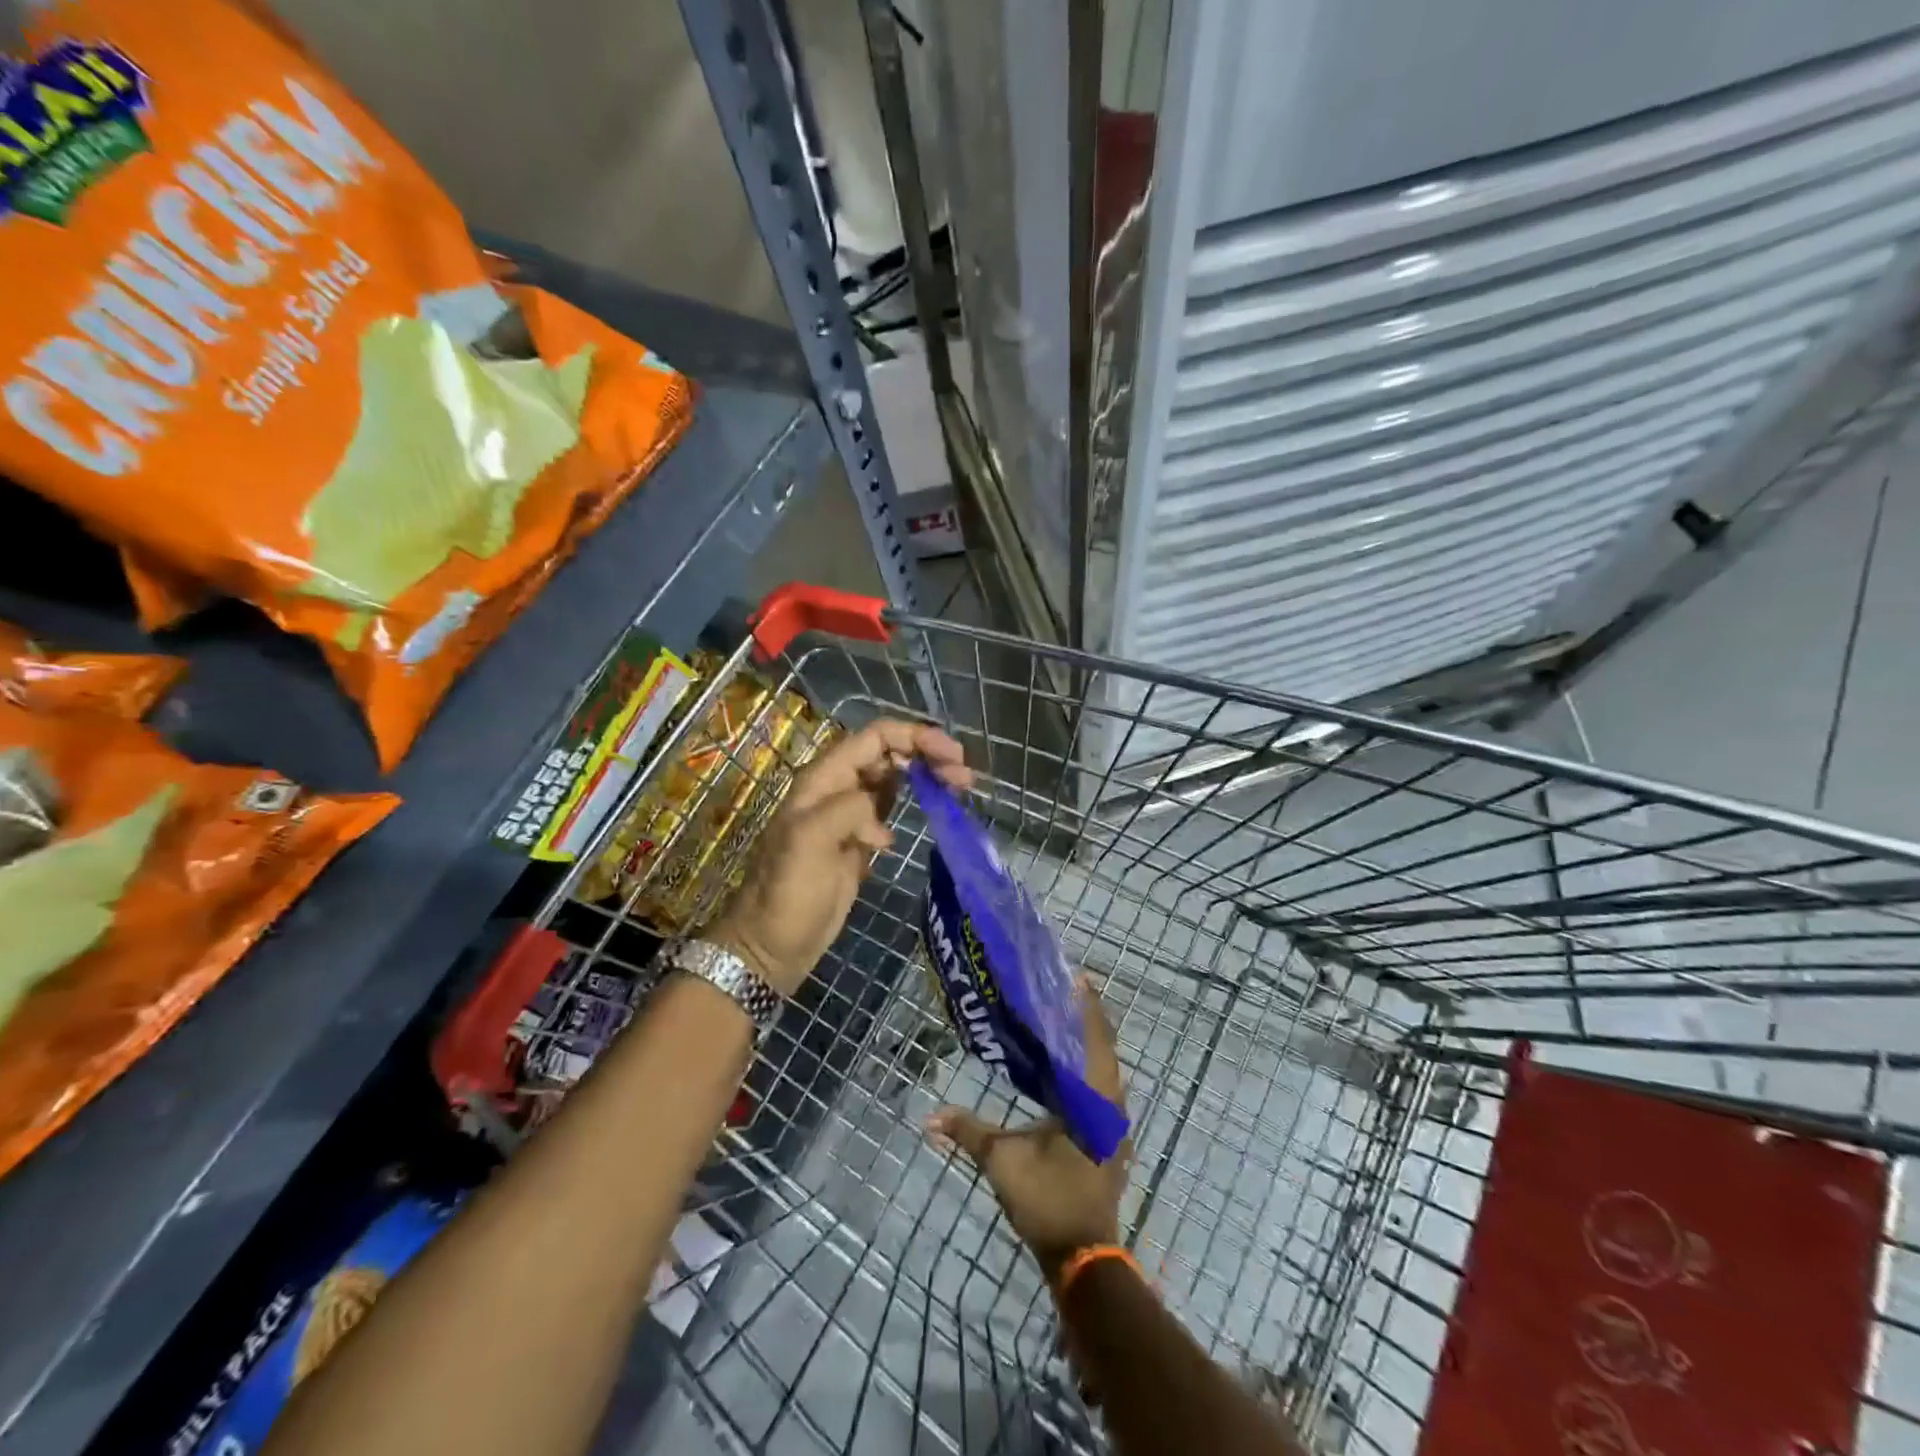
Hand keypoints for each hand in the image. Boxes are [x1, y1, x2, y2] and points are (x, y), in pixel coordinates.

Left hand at [707, 717, 970, 995]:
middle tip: (964, 777)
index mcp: (823, 780)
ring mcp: (850, 815)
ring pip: (894, 778)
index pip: (874, 738)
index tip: (952, 754)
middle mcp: (838, 789)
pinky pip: (892, 809)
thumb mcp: (809, 842)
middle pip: (889, 754)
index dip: (914, 737)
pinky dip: (916, 802)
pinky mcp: (861, 841)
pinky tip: (935, 813)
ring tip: (960, 788)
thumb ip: (846, 810)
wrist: (774, 944)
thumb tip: (879, 817)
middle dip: (927, 755)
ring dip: (926, 776)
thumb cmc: (788, 893)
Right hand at [926, 975, 1131, 1277]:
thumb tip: (929, 1116)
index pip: (1097, 1039)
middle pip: (1105, 1049)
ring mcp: (1113, 1125)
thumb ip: (968, 1131)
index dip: (1088, 1006)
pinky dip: (1087, 1068)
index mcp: (1094, 1100)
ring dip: (1088, 1043)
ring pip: (1105, 1070)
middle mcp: (1110, 1105)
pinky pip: (1101, 1089)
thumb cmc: (1047, 1199)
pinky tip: (1063, 1067)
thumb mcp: (1002, 1160)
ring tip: (1061, 1019)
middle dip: (1086, 1018)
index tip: (1077, 976)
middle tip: (1062, 990)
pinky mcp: (1108, 1140)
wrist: (1082, 1257)